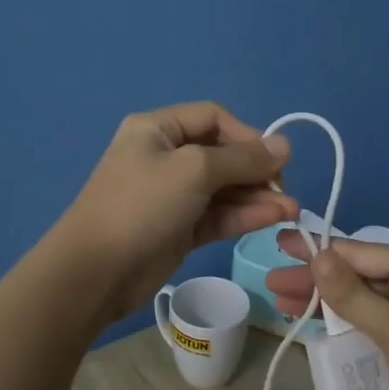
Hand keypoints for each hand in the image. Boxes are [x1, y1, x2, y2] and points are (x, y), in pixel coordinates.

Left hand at [57, 103, 298, 321]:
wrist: (96, 272)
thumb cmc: (141, 206)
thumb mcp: (194, 171)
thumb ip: (242, 158)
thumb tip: (285, 145)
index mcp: (158, 129)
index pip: (213, 117)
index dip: (247, 134)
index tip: (275, 158)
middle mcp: (166, 156)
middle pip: (222, 153)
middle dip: (257, 170)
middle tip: (285, 189)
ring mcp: (173, 195)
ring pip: (224, 188)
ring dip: (258, 196)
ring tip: (291, 210)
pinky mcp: (181, 228)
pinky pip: (219, 214)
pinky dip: (245, 215)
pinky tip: (275, 218)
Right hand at [267, 232, 388, 389]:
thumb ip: (353, 295)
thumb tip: (316, 256)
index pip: (359, 252)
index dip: (318, 249)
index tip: (279, 245)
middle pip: (355, 277)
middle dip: (315, 280)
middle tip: (271, 282)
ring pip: (357, 304)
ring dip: (322, 304)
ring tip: (280, 302)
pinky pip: (365, 330)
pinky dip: (338, 328)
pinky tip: (310, 328)